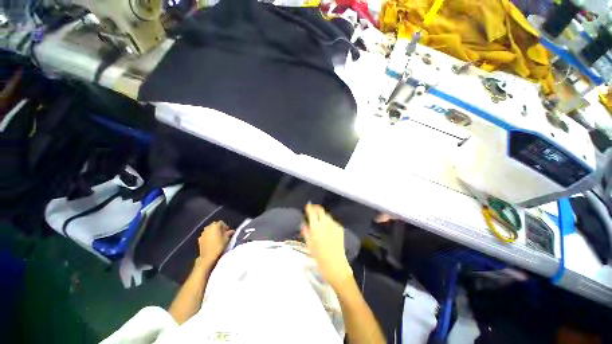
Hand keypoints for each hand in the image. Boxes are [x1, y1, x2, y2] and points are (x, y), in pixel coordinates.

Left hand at [197, 221, 234, 265]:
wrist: (207, 257)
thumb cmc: (219, 246)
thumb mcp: (226, 239)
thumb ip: (229, 233)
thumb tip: (232, 230)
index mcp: (215, 225)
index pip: (221, 222)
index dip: (225, 226)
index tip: (227, 231)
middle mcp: (208, 227)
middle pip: (215, 225)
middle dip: (219, 228)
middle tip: (223, 233)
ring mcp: (203, 233)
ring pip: (209, 229)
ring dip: (213, 232)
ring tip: (217, 237)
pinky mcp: (199, 239)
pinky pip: (205, 235)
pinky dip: (208, 236)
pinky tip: (211, 241)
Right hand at [301, 204, 352, 288]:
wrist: (336, 266)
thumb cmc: (319, 257)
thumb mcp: (309, 245)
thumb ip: (306, 231)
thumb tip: (303, 222)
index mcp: (316, 227)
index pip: (312, 212)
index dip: (309, 207)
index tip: (307, 206)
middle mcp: (325, 223)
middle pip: (320, 210)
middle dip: (316, 207)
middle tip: (312, 209)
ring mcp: (334, 225)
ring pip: (327, 214)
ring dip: (322, 214)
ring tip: (319, 218)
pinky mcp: (340, 228)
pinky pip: (332, 221)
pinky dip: (328, 221)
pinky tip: (327, 227)